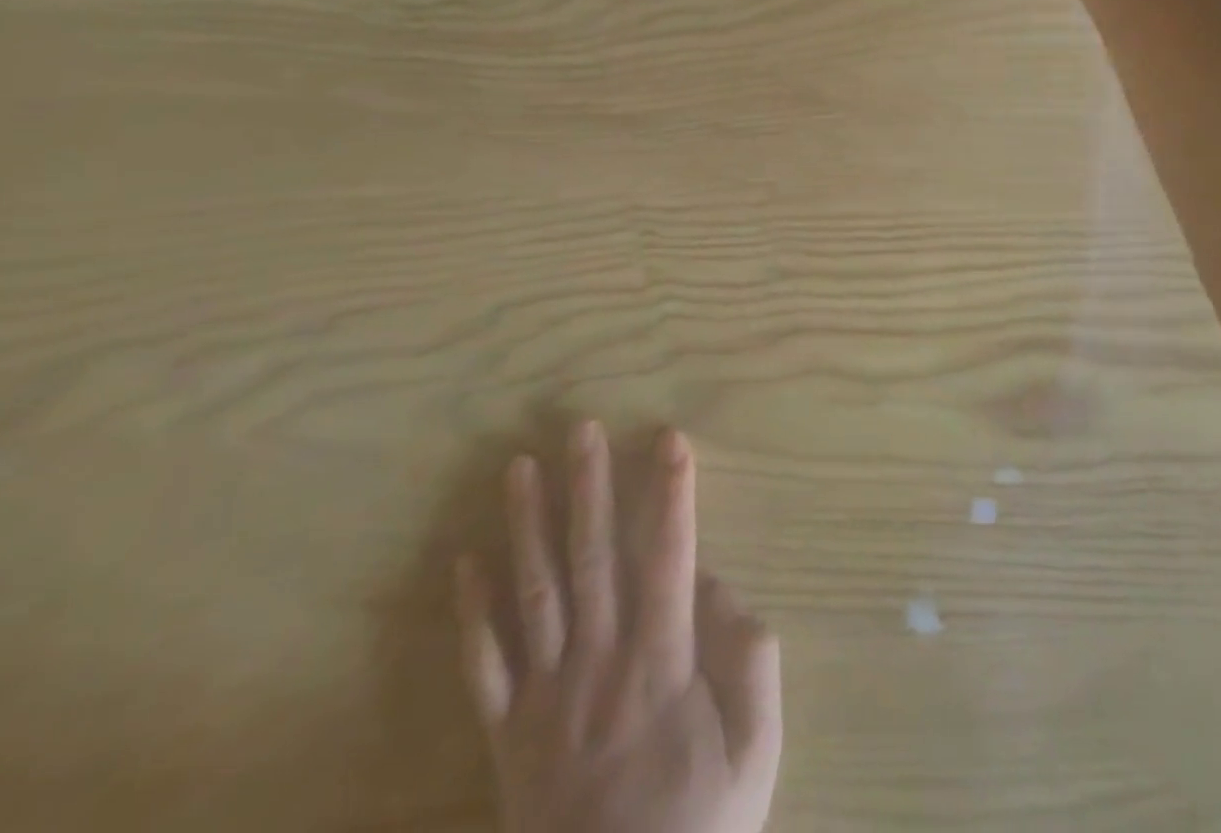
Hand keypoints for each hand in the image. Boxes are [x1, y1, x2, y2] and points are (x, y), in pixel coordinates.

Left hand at [456, 423, 782, 832]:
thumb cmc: (698, 831)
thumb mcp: (755, 756)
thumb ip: (751, 663)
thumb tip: (718, 587)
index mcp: (660, 665)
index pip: (669, 558)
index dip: (671, 494)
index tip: (670, 438)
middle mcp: (598, 664)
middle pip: (592, 558)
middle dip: (589, 487)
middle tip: (580, 428)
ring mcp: (545, 698)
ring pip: (534, 594)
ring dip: (526, 526)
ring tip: (518, 467)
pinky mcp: (507, 736)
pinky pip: (485, 666)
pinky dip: (471, 614)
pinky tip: (465, 562)